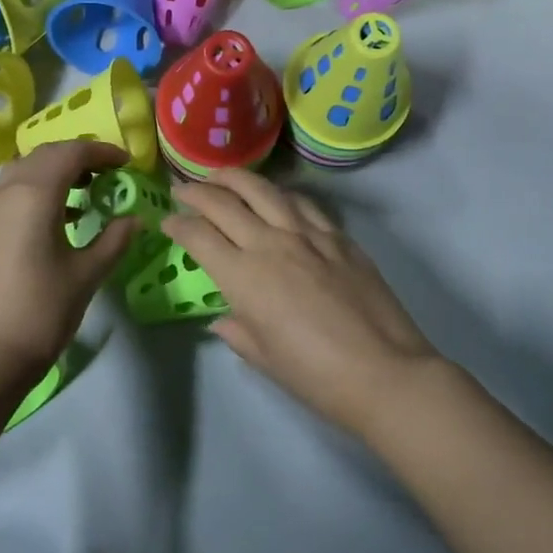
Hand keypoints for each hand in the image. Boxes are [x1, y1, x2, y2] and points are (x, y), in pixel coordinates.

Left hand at [0, 141, 137, 395]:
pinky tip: (62, 214)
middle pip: (46, 154)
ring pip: (27, 168)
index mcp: (35, 194)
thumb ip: (114, 239)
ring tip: (87, 189)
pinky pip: (14, 189)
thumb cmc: (43, 310)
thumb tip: (135, 218)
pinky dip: (40, 187)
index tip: (127, 163)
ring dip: (57, 169)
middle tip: (110, 172)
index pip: (72, 153)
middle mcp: (9, 190)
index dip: (102, 152)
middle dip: (80, 156)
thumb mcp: (88, 273)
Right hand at [164, 169, 440, 438]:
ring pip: (264, 190)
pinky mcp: (339, 236)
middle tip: (182, 188)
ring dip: (236, 178)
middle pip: (225, 203)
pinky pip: (303, 203)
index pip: (199, 237)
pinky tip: (276, 195)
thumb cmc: (316, 376)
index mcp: (244, 277)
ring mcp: (308, 235)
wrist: (384, 372)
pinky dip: (281, 193)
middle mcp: (271, 244)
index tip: (167, 221)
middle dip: (196, 192)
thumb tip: (222, 319)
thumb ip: (237, 331)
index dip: (177, 224)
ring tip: (221, 176)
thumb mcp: (264, 358)